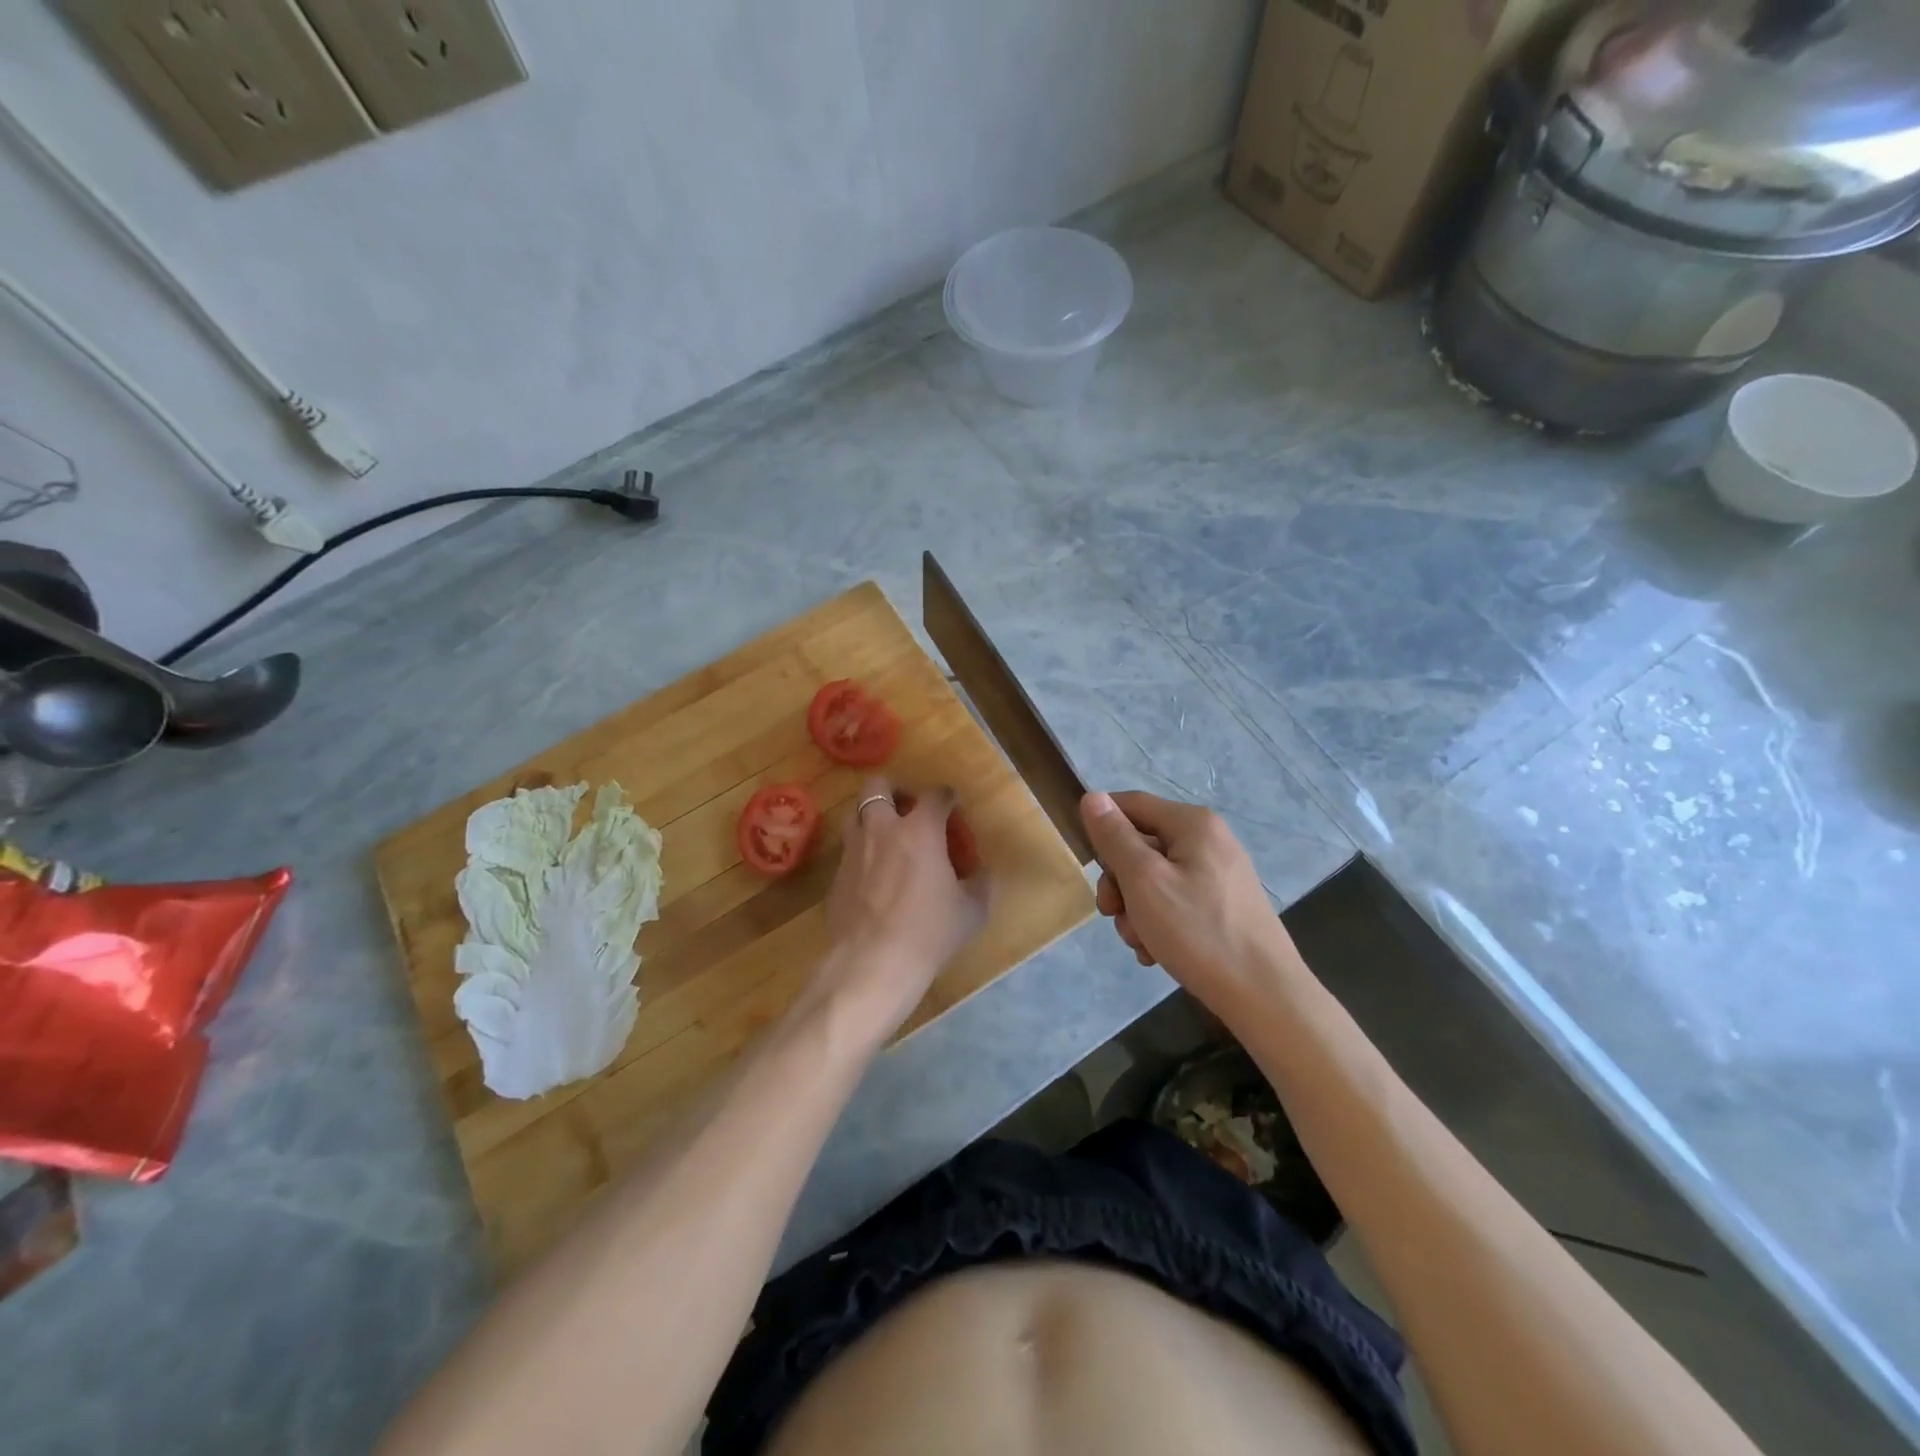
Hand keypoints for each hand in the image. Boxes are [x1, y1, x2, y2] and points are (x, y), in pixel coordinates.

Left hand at [809, 777, 988, 1040]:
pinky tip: (874, 877)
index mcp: (920, 830)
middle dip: (895, 789)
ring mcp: (853, 851)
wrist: (872, 963)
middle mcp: (882, 829)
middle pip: (878, 786)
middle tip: (909, 808)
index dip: (947, 796)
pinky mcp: (836, 876)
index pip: (935, 795)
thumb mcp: (971, 912)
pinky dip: (862, 852)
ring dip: (872, 816)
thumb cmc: (929, 933)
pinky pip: (848, 850)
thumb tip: (983, 874)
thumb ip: (981, 885)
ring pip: (855, 814)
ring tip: (888, 837)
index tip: (953, 804)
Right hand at [1081, 790, 1298, 1016]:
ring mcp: (1218, 874)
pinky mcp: (1223, 905)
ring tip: (1140, 942)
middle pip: (1141, 845)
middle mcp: (1209, 840)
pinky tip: (1156, 952)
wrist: (1263, 995)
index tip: (1087, 864)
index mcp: (1193, 824)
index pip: (1131, 803)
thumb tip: (1092, 796)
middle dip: (1119, 881)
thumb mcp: (1143, 880)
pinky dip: (1159, 922)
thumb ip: (1114, 837)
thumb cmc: (1197, 930)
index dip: (1102, 825)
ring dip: (1135, 909)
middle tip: (1112, 914)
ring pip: (1154, 878)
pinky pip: (1176, 900)